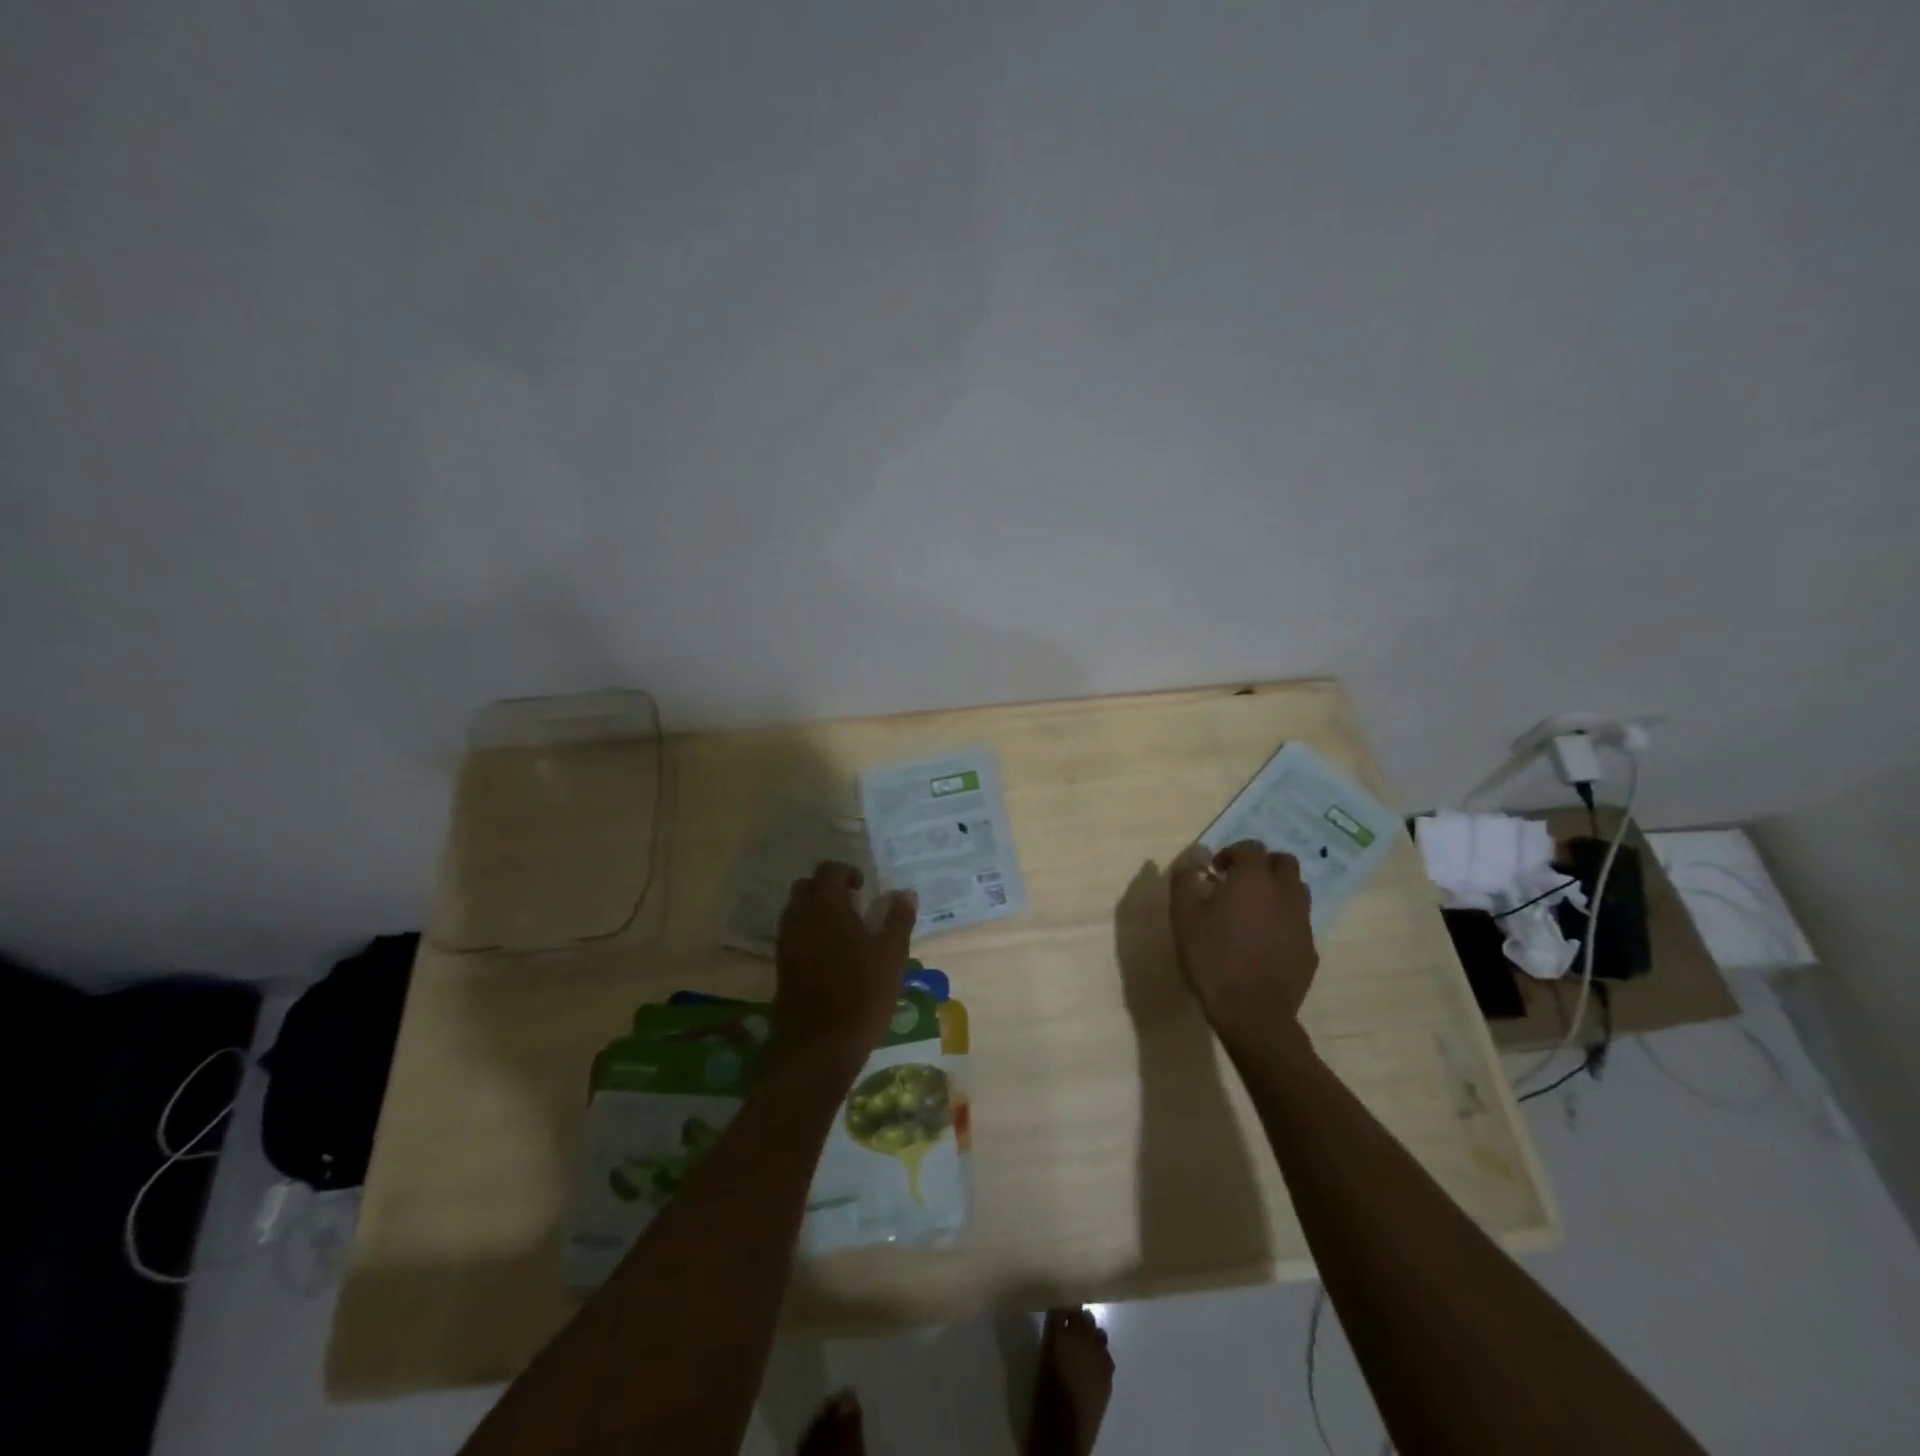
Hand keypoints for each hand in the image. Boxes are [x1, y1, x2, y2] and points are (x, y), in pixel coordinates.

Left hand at [774, 862, 917, 1068]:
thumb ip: (898, 919)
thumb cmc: (861, 993)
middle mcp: (800, 917)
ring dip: (816, 911)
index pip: (828, 870)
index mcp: (826, 906)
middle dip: (827, 889)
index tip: (864, 888)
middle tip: (853, 906)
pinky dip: (809, 933)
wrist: (818, 1045)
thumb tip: (906, 893)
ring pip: (796, 911)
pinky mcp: (781, 966)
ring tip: (844, 931)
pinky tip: (831, 956)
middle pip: (806, 887)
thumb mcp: (892, 955)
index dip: (846, 872)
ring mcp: (786, 942)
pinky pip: (793, 935)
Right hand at [1169, 840, 1317, 1032]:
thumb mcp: (1184, 915)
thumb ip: (1186, 878)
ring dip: (1276, 890)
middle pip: (1283, 862)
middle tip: (1237, 884)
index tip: (1214, 872)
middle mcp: (1285, 893)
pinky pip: (1298, 922)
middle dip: (1261, 866)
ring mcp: (1302, 921)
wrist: (1252, 1013)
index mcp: (1254, 879)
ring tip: (1252, 911)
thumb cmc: (1213, 957)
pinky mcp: (1309, 949)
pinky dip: (1283, 921)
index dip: (1231, 853)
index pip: (1250, 848)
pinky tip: (1263, 942)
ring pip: (1296, 891)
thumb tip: (1195, 855)